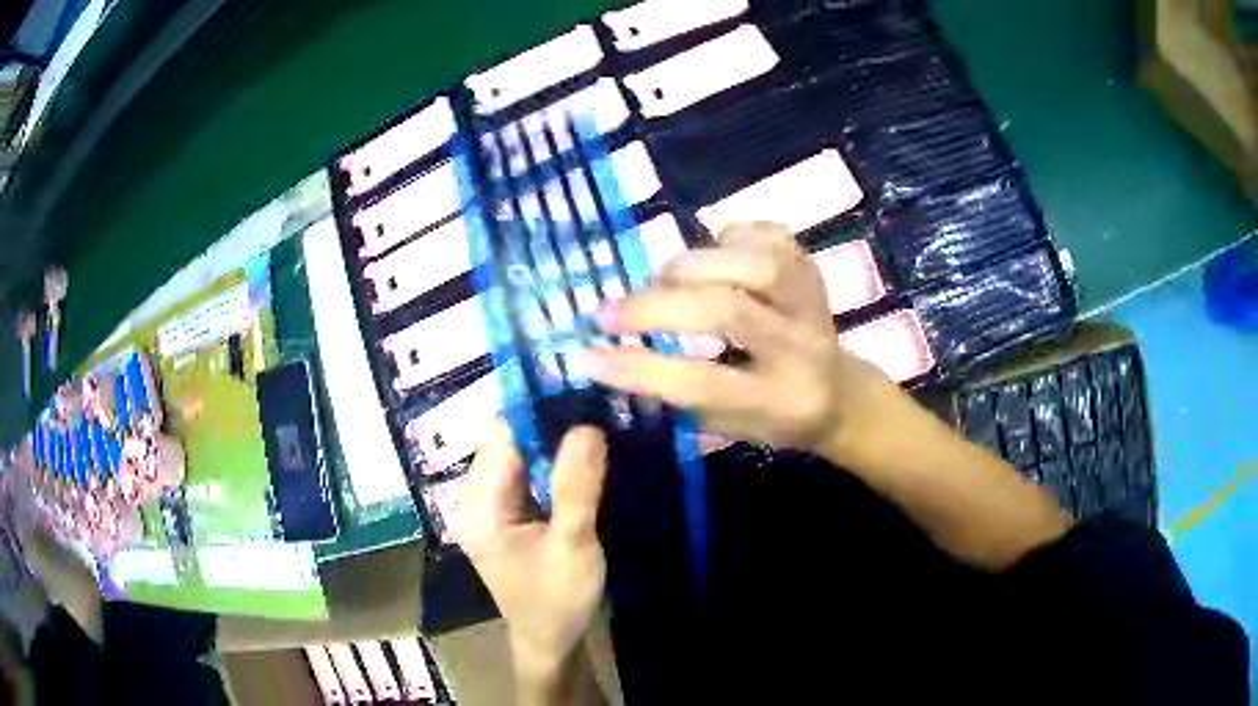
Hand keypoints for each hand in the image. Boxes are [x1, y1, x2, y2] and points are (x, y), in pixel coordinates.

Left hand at [456, 422, 608, 701]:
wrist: (552, 644)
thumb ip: (576, 487)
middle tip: (598, 403)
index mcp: (479, 504)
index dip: (538, 408)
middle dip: (550, 422)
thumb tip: (586, 424)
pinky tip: (586, 454)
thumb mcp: (572, 545)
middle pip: (510, 441)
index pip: (502, 434)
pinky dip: (555, 462)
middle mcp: (477, 498)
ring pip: (522, 456)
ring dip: (555, 441)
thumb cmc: (556, 600)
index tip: (582, 389)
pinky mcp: (510, 516)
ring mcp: (493, 507)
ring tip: (597, 421)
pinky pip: (531, 475)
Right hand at [586, 222, 902, 464]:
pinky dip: (728, 235)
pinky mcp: (812, 267)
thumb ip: (677, 392)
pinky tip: (711, 253)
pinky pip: (768, 234)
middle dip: (655, 307)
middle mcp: (801, 347)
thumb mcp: (728, 423)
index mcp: (779, 401)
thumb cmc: (775, 417)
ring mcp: (812, 300)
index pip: (702, 383)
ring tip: (664, 279)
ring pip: (753, 263)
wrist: (840, 393)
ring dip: (691, 265)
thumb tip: (606, 354)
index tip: (585, 357)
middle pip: (727, 311)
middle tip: (608, 311)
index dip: (639, 369)